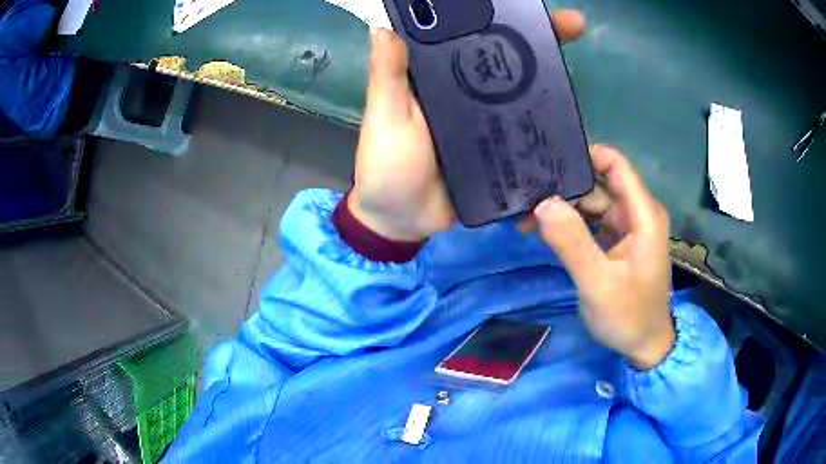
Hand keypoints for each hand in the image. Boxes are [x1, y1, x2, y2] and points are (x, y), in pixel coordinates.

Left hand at [349, 10, 587, 241]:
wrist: (403, 221)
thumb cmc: (387, 166)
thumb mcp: (386, 116)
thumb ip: (388, 76)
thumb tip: (384, 25)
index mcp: (440, 78)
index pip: (473, 38)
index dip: (500, 19)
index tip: (529, 6)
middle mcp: (469, 94)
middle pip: (510, 62)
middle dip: (543, 42)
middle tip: (575, 26)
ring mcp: (490, 125)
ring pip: (527, 97)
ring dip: (554, 84)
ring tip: (578, 69)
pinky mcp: (503, 154)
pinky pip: (532, 136)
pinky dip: (552, 128)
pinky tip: (575, 122)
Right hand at [534, 146, 674, 369]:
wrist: (644, 345)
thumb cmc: (629, 316)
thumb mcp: (599, 284)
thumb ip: (573, 243)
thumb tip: (542, 203)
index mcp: (643, 214)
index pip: (615, 164)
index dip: (584, 155)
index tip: (547, 160)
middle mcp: (636, 212)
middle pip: (598, 182)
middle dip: (564, 186)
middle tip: (525, 192)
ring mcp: (626, 226)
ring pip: (591, 202)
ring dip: (561, 207)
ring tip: (525, 214)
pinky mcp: (617, 241)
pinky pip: (590, 221)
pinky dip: (568, 223)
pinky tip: (542, 228)